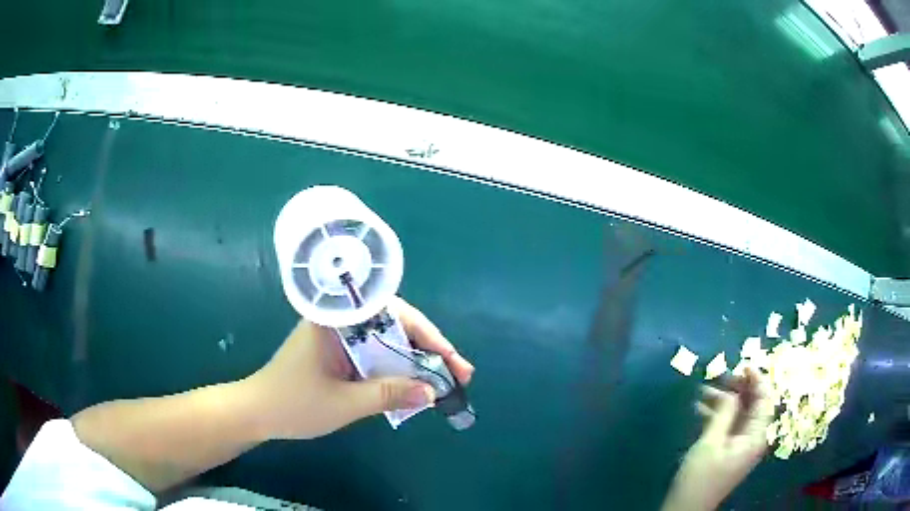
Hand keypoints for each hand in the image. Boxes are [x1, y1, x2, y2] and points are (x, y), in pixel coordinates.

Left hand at [243, 297, 474, 440]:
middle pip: (395, 325)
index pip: (393, 314)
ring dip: (415, 361)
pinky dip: (395, 370)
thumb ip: (389, 395)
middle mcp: (341, 321)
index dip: (429, 336)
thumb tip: (434, 392)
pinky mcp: (337, 354)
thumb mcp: (345, 403)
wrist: (257, 413)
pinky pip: (374, 356)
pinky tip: (413, 384)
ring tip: (445, 381)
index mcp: (337, 320)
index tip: (453, 360)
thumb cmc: (294, 403)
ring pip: (387, 342)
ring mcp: (339, 337)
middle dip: (429, 349)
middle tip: (459, 373)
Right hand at [662, 368, 773, 510]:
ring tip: (703, 389)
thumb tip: (732, 392)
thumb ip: (724, 414)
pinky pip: (729, 425)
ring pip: (739, 414)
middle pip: (753, 405)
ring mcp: (741, 445)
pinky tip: (701, 408)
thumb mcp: (710, 443)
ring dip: (724, 401)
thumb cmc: (699, 477)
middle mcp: (753, 438)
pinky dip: (718, 415)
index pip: (765, 400)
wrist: (686, 508)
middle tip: (720, 375)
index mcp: (755, 436)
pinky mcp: (729, 450)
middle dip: (738, 388)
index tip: (743, 365)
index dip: (757, 380)